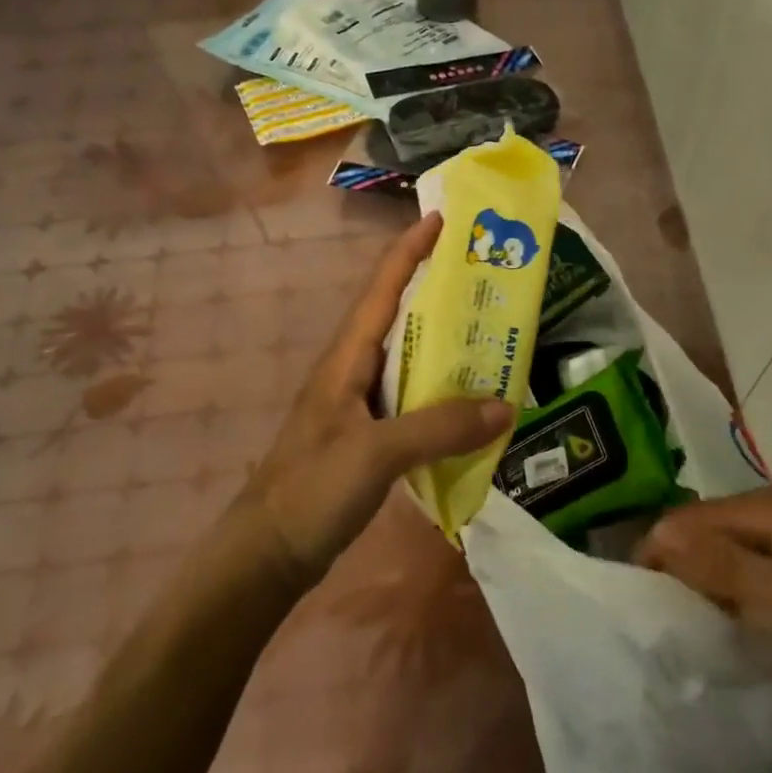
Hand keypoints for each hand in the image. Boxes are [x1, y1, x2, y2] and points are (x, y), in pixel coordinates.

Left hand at [242, 212, 512, 585]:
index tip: (442, 218)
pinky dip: (441, 389)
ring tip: (491, 330)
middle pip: (398, 314)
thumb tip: (505, 405)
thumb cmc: (311, 490)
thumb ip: (439, 427)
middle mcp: (352, 370)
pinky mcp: (368, 435)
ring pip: (408, 357)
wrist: (266, 554)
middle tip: (487, 275)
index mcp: (346, 358)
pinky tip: (469, 402)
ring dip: (444, 341)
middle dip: (437, 288)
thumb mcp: (376, 453)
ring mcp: (358, 404)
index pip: (381, 287)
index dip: (409, 249)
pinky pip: (412, 397)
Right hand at [637, 484, 771, 697]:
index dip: (659, 555)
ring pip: (735, 544)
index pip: (688, 518)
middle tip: (671, 621)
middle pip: (709, 527)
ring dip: (712, 578)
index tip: (645, 605)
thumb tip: (660, 538)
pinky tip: (748, 617)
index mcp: (768, 506)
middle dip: (682, 567)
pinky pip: (761, 558)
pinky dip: (743, 584)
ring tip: (701, 624)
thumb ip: (725, 567)